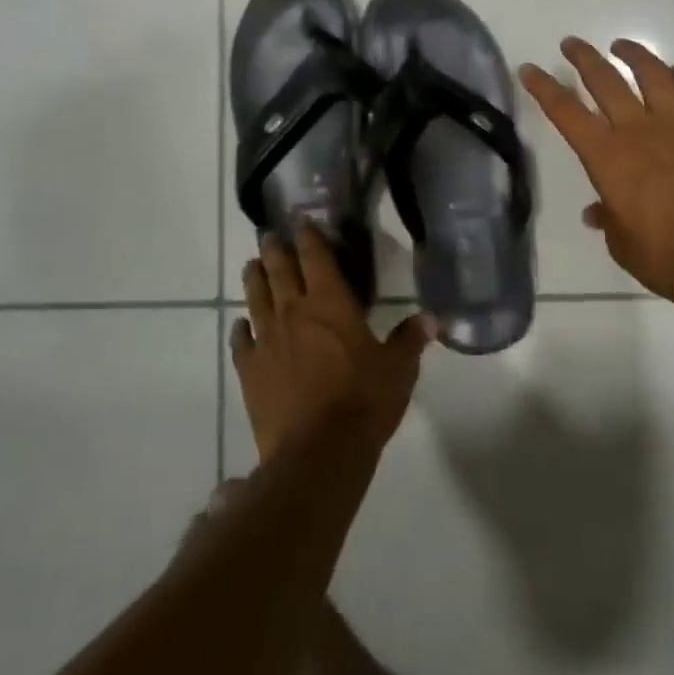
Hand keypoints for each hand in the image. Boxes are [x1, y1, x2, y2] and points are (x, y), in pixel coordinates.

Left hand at [231, 226, 434, 462]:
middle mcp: (294, 312)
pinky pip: (241, 343)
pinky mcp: (251, 371)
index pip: (316, 257)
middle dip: (275, 250)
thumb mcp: (398, 369)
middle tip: (269, 236)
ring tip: (252, 266)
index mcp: (330, 302)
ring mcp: (268, 340)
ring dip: (254, 279)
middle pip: (280, 270)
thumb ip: (411, 339)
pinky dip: (241, 330)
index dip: (309, 236)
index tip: (302, 221)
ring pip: (256, 298)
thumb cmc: (364, 401)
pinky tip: (241, 326)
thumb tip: (432, 317)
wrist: (318, 453)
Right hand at [520, 37, 673, 297]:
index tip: (529, 69)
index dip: (544, 88)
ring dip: (634, 55)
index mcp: (607, 156)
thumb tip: (598, 213)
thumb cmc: (663, 255)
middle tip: (571, 44)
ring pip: (653, 75)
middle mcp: (638, 129)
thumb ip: (608, 219)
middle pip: (605, 81)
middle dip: (584, 59)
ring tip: (621, 46)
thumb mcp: (622, 243)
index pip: (566, 112)